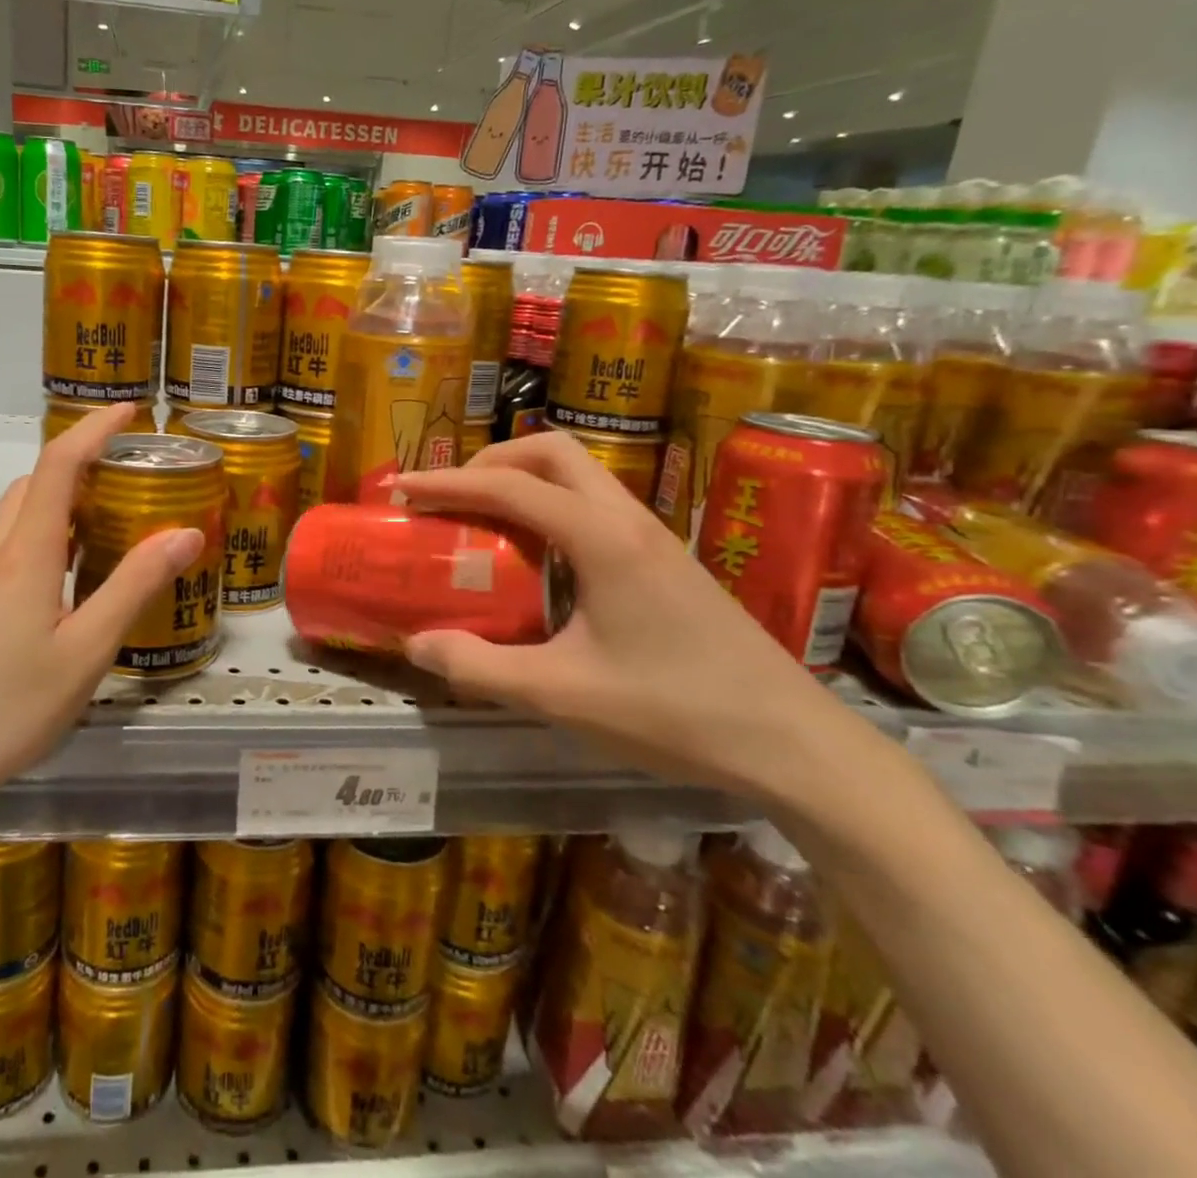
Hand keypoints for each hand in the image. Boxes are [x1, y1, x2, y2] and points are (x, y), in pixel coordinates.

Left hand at [0, 404, 201, 842]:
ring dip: (57, 508)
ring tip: (99, 538)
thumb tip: (186, 532)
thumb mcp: (83, 656)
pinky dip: (33, 541)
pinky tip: (50, 589)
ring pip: (12, 517)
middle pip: (35, 485)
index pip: (60, 463)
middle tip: (128, 493)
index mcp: (25, 553)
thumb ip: (134, 588)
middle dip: (81, 471)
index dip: (94, 428)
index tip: (128, 412)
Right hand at [393, 432, 871, 801]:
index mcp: (602, 539)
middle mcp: (628, 520)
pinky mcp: (666, 560)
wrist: (794, 743)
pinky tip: (538, 560)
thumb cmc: (676, 712)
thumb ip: (481, 667)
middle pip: (551, 452)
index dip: (448, 483)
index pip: (510, 486)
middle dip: (491, 461)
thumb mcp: (563, 695)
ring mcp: (654, 536)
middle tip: (450, 498)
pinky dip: (551, 508)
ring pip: (579, 475)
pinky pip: (595, 506)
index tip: (402, 489)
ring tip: (483, 521)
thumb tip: (416, 644)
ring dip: (523, 481)